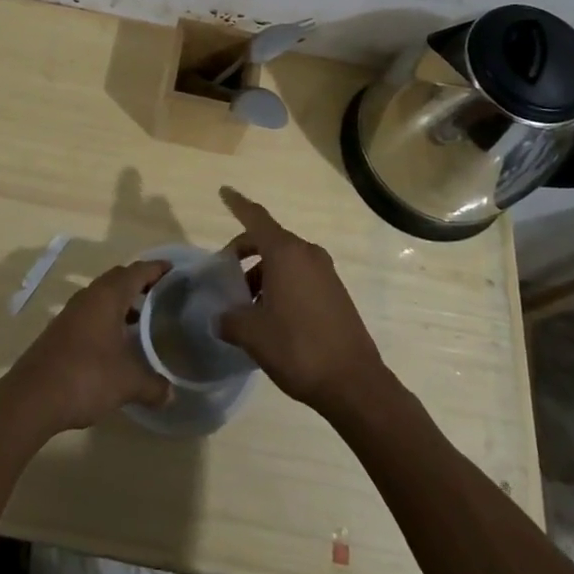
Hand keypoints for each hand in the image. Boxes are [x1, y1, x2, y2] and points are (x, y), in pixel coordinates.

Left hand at [2, 259, 171, 434]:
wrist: (33, 396)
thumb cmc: (86, 376)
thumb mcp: (127, 382)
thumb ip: (153, 385)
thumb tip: (171, 394)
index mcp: (108, 296)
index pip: (137, 271)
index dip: (156, 269)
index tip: (174, 270)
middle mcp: (89, 296)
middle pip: (118, 278)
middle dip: (140, 282)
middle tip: (161, 293)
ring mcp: (72, 312)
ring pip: (102, 295)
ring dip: (122, 301)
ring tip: (143, 319)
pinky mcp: (61, 329)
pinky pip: (91, 312)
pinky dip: (108, 317)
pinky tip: (116, 341)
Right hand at [217, 187, 388, 419]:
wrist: (354, 383)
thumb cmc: (298, 348)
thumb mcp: (253, 335)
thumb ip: (230, 320)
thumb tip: (219, 318)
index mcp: (285, 253)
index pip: (255, 217)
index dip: (237, 204)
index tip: (224, 190)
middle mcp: (306, 253)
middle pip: (268, 239)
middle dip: (245, 252)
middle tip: (228, 276)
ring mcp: (325, 271)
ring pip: (285, 260)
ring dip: (263, 273)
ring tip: (248, 306)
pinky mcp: (336, 291)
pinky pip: (301, 275)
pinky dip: (282, 283)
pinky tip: (272, 315)